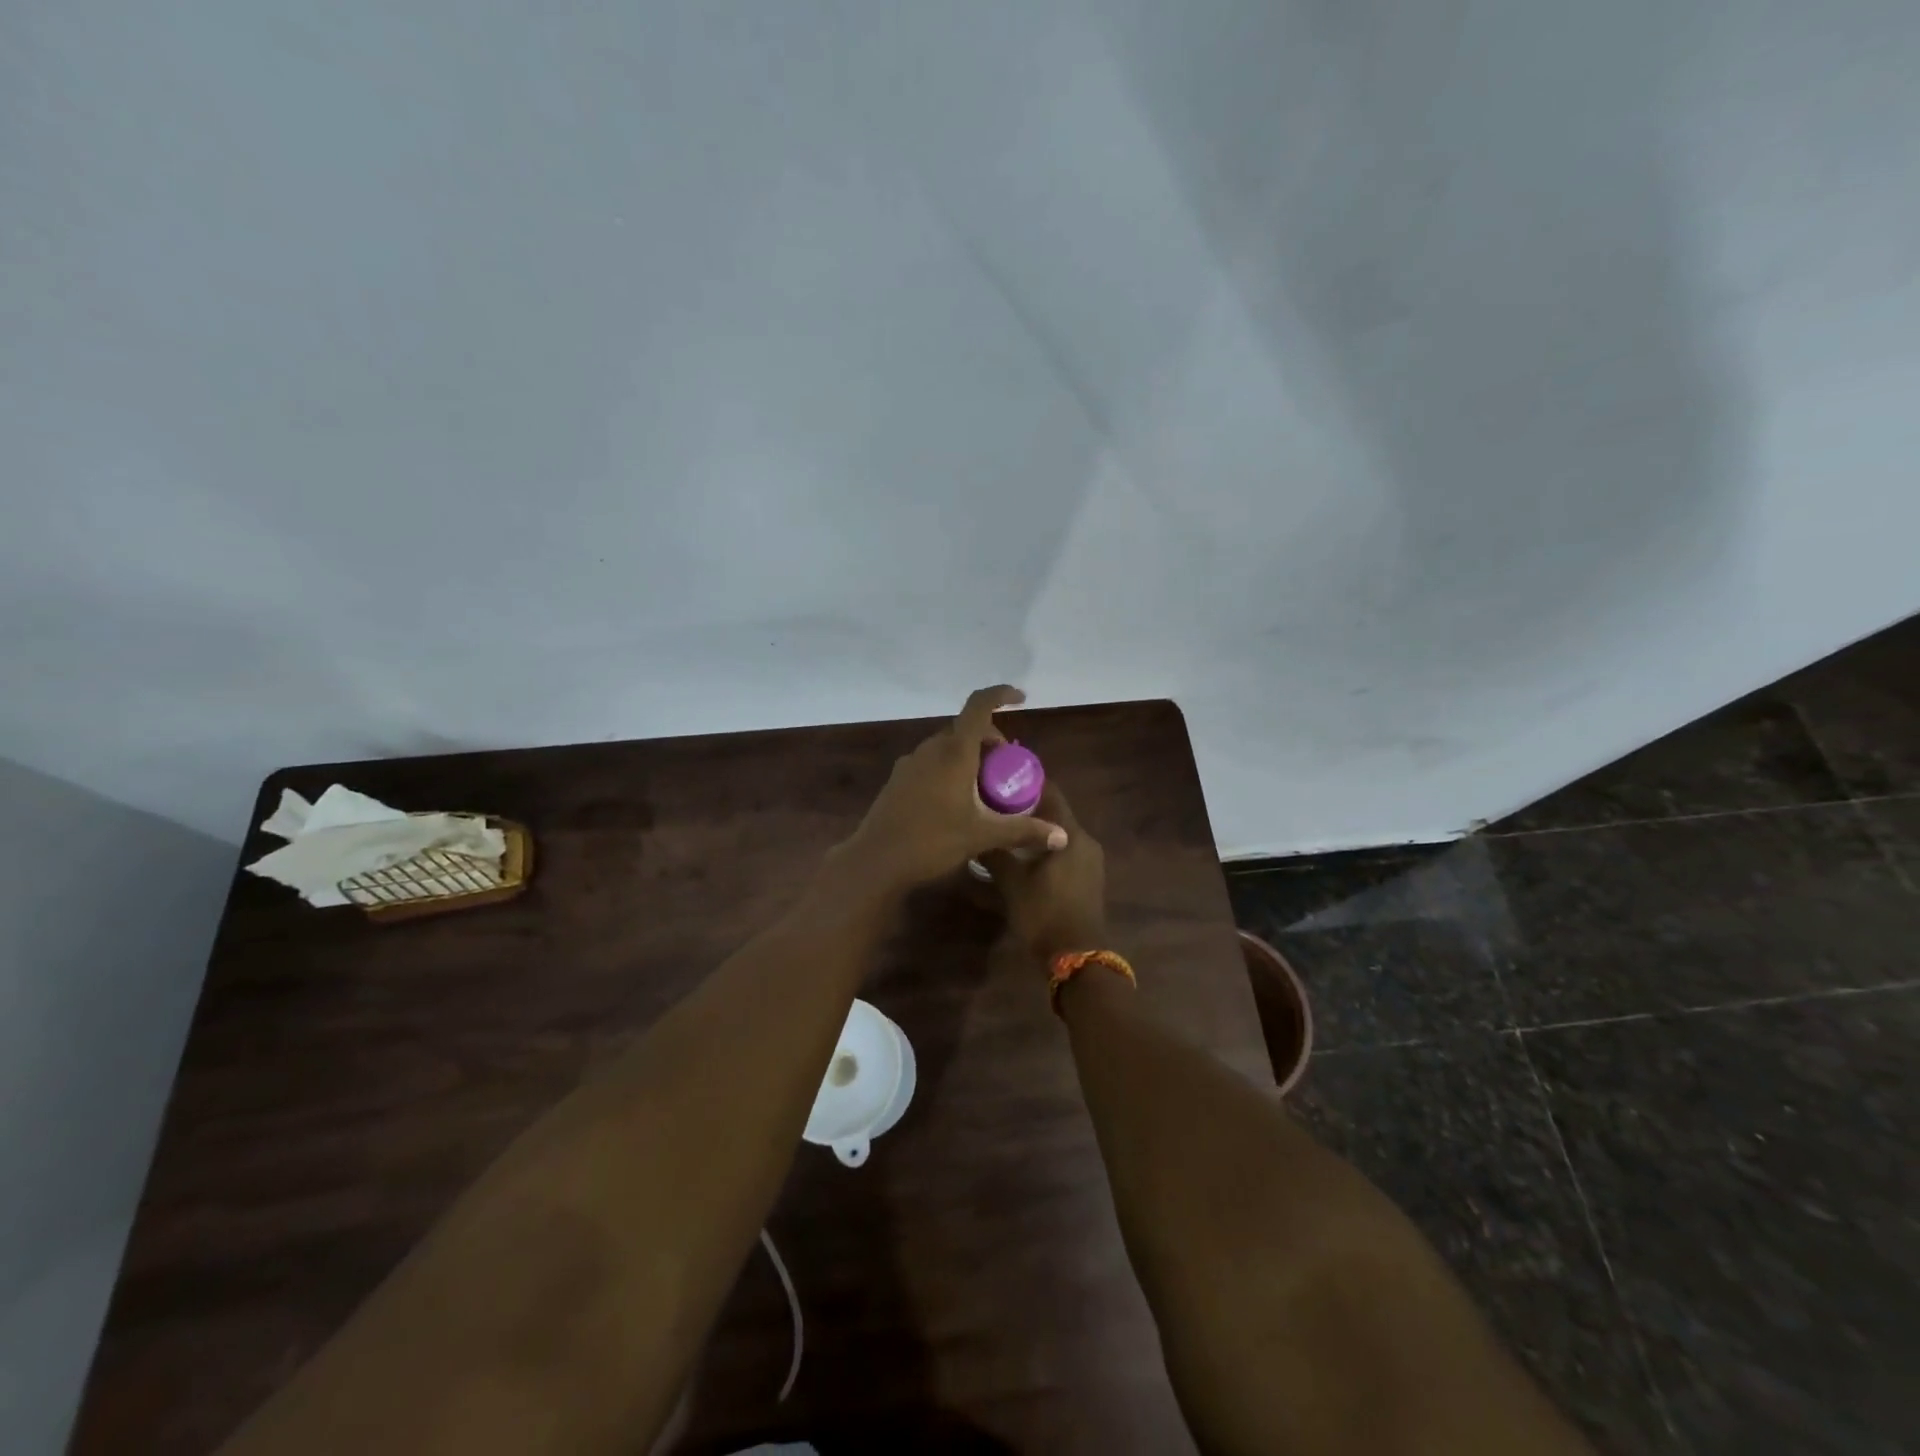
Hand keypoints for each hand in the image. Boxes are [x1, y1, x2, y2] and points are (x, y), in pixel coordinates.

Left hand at [840, 686, 1068, 891]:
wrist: (875, 861)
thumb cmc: (931, 842)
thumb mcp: (982, 836)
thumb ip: (1023, 831)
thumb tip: (1062, 835)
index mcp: (953, 753)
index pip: (979, 706)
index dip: (1001, 695)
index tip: (1021, 698)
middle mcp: (930, 750)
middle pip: (965, 729)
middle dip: (990, 740)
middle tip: (1007, 769)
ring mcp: (910, 764)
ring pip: (947, 746)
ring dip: (970, 756)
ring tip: (985, 788)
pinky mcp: (898, 780)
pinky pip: (931, 762)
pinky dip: (950, 768)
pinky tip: (956, 801)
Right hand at [980, 782, 1107, 965]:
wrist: (1077, 957)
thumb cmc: (1044, 913)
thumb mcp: (1012, 883)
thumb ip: (995, 853)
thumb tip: (974, 835)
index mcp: (1071, 833)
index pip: (1049, 791)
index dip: (1024, 782)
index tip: (998, 779)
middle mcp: (1085, 840)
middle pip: (1054, 812)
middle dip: (1025, 807)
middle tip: (994, 806)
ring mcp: (1090, 860)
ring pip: (1059, 833)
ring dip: (1035, 830)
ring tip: (1004, 829)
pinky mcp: (1088, 878)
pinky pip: (1064, 851)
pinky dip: (1044, 847)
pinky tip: (1022, 855)